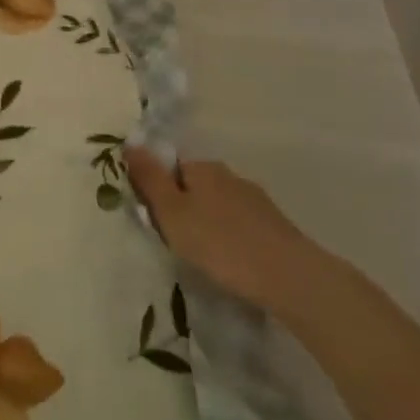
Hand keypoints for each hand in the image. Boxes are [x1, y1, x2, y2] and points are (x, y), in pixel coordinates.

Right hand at [124, 144, 333, 318]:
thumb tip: (130, 142)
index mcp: (202, 168)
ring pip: (220, 207)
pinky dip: (231, 238)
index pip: (171, 168)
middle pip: (195, 186)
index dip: (159, 192)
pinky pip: (240, 225)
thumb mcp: (171, 212)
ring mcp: (256, 200)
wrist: (289, 277)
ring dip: (209, 225)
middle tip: (178, 243)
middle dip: (184, 209)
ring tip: (206, 258)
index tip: (157, 221)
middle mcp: (229, 176)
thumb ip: (149, 178)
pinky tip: (232, 262)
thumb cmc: (219, 243)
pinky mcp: (275, 226)